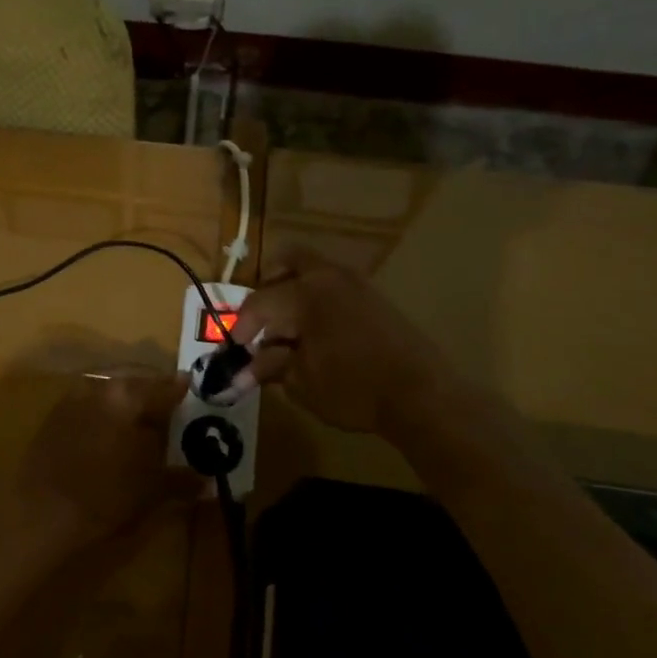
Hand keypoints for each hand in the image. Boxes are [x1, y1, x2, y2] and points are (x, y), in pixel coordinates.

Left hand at [18, 372, 190, 550]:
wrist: (38, 515)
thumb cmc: (102, 498)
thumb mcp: (150, 492)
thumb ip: (179, 481)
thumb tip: (205, 481)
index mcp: (125, 397)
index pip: (162, 387)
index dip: (179, 391)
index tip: (190, 391)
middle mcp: (97, 389)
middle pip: (132, 385)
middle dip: (150, 395)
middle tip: (167, 409)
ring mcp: (69, 402)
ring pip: (107, 394)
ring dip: (123, 405)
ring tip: (139, 424)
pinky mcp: (50, 420)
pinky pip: (86, 407)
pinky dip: (101, 416)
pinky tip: (108, 436)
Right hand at [230, 245, 449, 432]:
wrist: (422, 396)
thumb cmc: (354, 389)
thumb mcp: (301, 383)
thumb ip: (269, 368)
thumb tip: (240, 374)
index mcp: (306, 294)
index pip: (259, 303)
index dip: (241, 328)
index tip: (233, 351)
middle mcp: (329, 278)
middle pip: (288, 260)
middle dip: (267, 286)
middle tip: (260, 320)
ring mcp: (357, 285)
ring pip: (313, 272)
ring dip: (293, 293)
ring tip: (287, 332)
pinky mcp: (375, 299)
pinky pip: (333, 287)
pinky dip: (316, 302)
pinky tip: (315, 336)